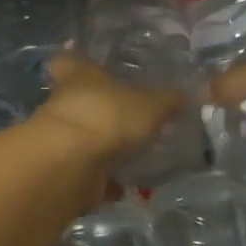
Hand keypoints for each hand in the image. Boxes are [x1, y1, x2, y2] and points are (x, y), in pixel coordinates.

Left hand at [37, 54, 185, 168]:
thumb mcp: (151, 104)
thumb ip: (168, 101)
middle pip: (77, 101)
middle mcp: (63, 102)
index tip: (88, 67)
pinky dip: (105, 180)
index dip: (76, 62)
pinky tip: (127, 186)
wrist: (71, 163)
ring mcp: (60, 138)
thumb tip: (185, 94)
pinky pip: (88, 172)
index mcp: (78, 75)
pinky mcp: (62, 169)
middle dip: (100, 110)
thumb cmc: (109, 115)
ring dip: (103, 146)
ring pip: (83, 137)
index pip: (68, 60)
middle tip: (128, 118)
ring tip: (134, 154)